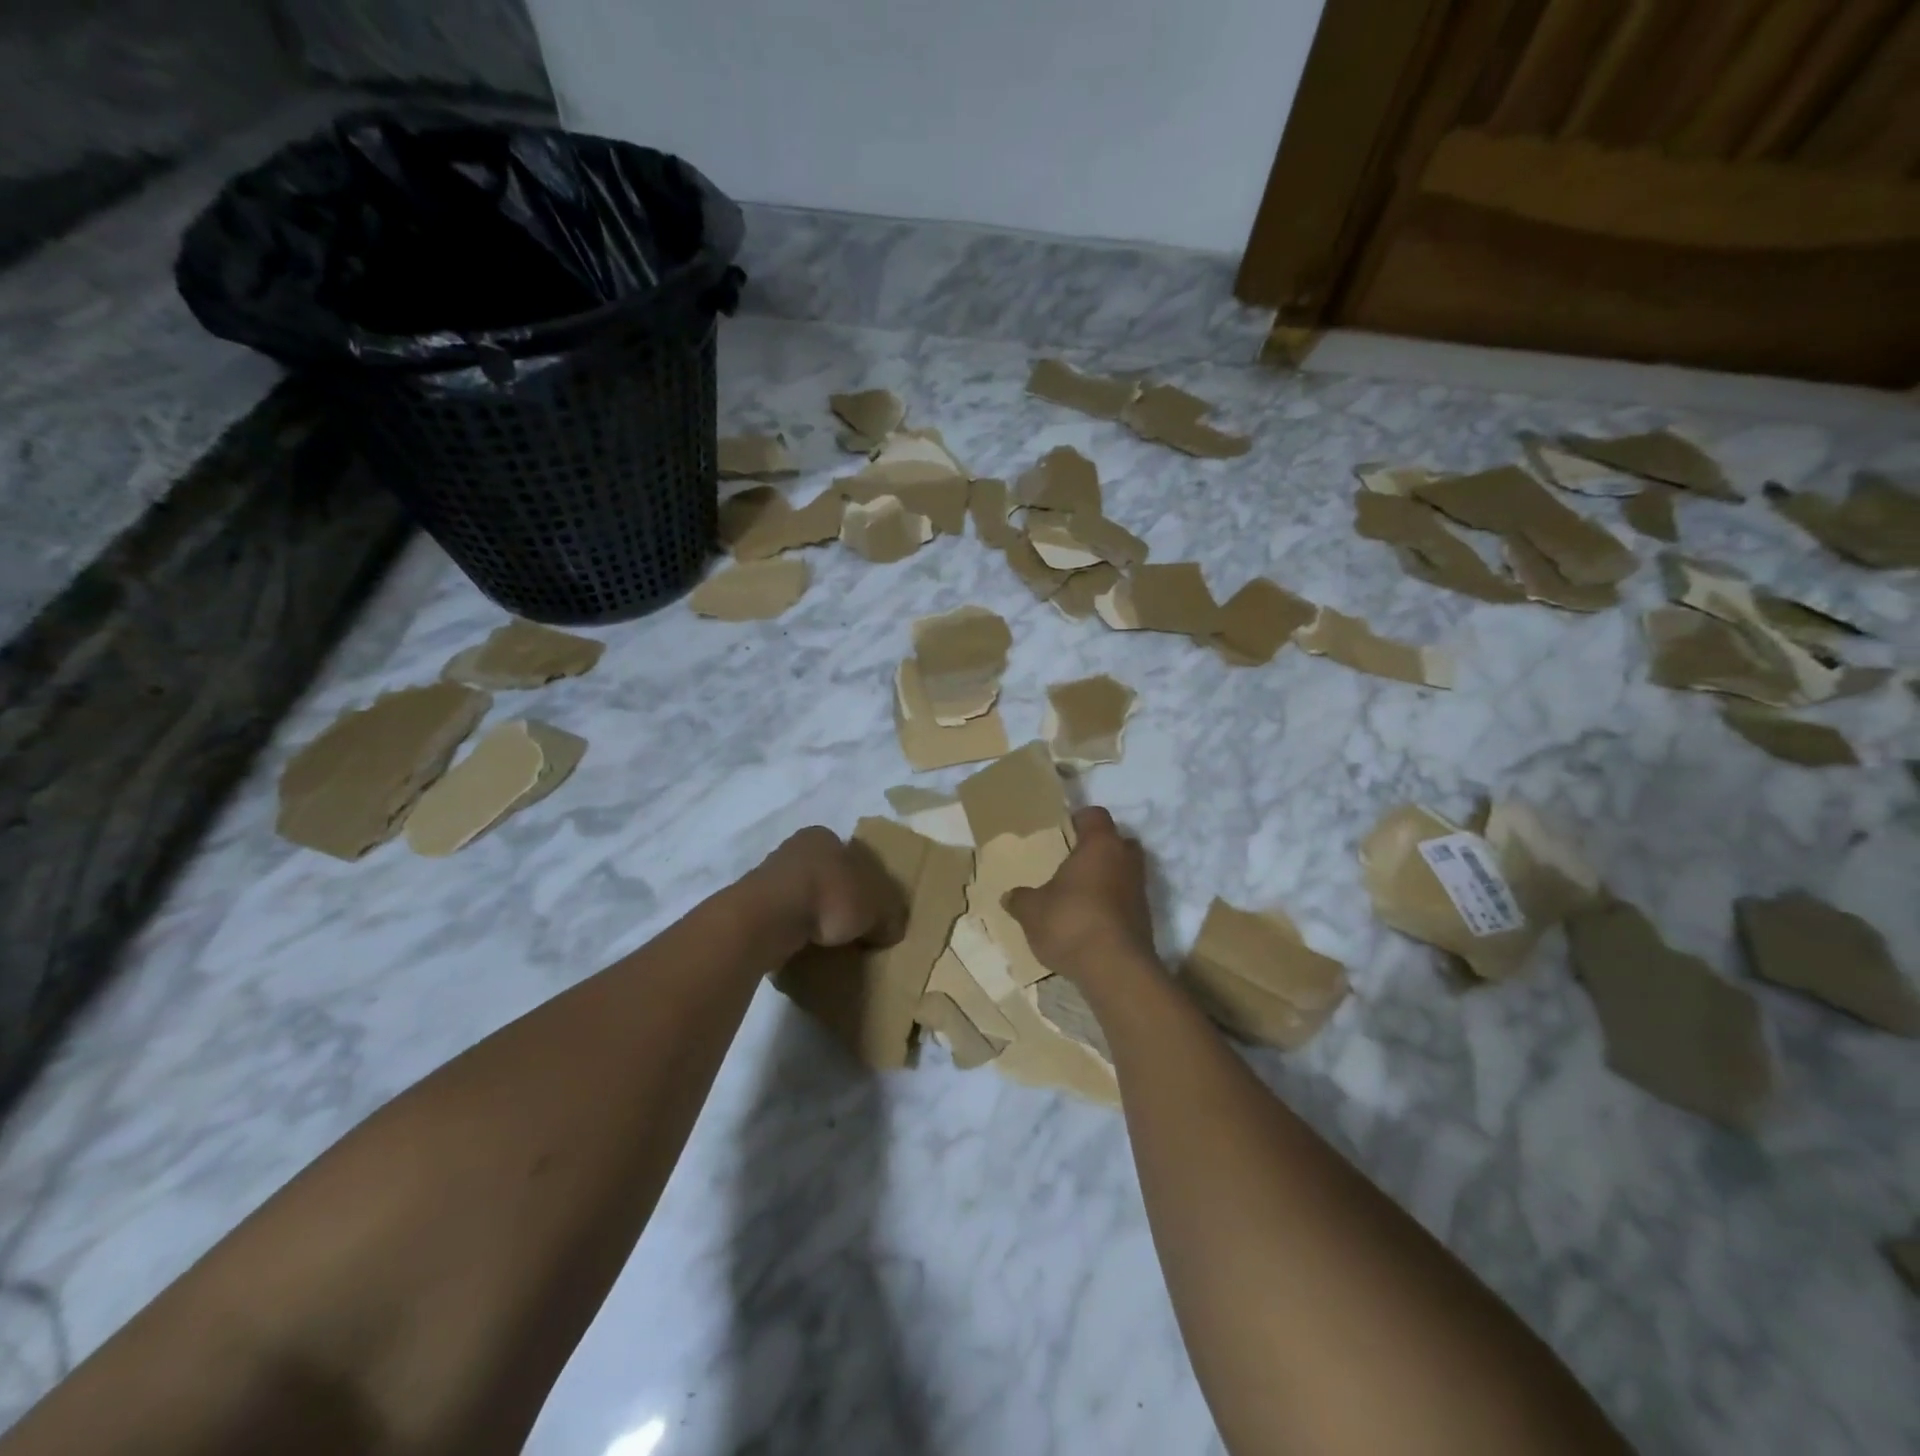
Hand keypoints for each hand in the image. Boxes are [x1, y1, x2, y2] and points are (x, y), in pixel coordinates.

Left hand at [754, 826, 907, 949]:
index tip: (872, 908)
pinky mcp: (753, 904)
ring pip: (803, 895)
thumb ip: (890, 915)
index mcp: (825, 836)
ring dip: (815, 915)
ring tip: (830, 943)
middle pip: (826, 874)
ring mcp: (769, 875)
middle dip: (839, 898)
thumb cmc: (830, 895)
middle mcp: (795, 848)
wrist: (769, 917)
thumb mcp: (877, 906)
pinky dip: (795, 930)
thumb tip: (892, 929)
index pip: (852, 854)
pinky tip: (805, 947)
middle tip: (854, 927)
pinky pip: (784, 917)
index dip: (866, 881)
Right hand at [1004, 806, 1156, 982]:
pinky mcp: (1145, 919)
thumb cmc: (1071, 922)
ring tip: (1078, 894)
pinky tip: (1089, 920)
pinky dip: (1111, 905)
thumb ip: (1021, 899)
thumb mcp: (1032, 911)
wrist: (1115, 969)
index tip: (1063, 829)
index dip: (1079, 819)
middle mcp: (1126, 860)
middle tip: (1073, 861)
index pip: (1095, 815)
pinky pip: (1126, 900)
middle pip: (1117, 842)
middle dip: (1098, 849)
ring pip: (1124, 871)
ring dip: (1106, 878)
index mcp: (1101, 844)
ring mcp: (1140, 890)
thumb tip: (1009, 896)